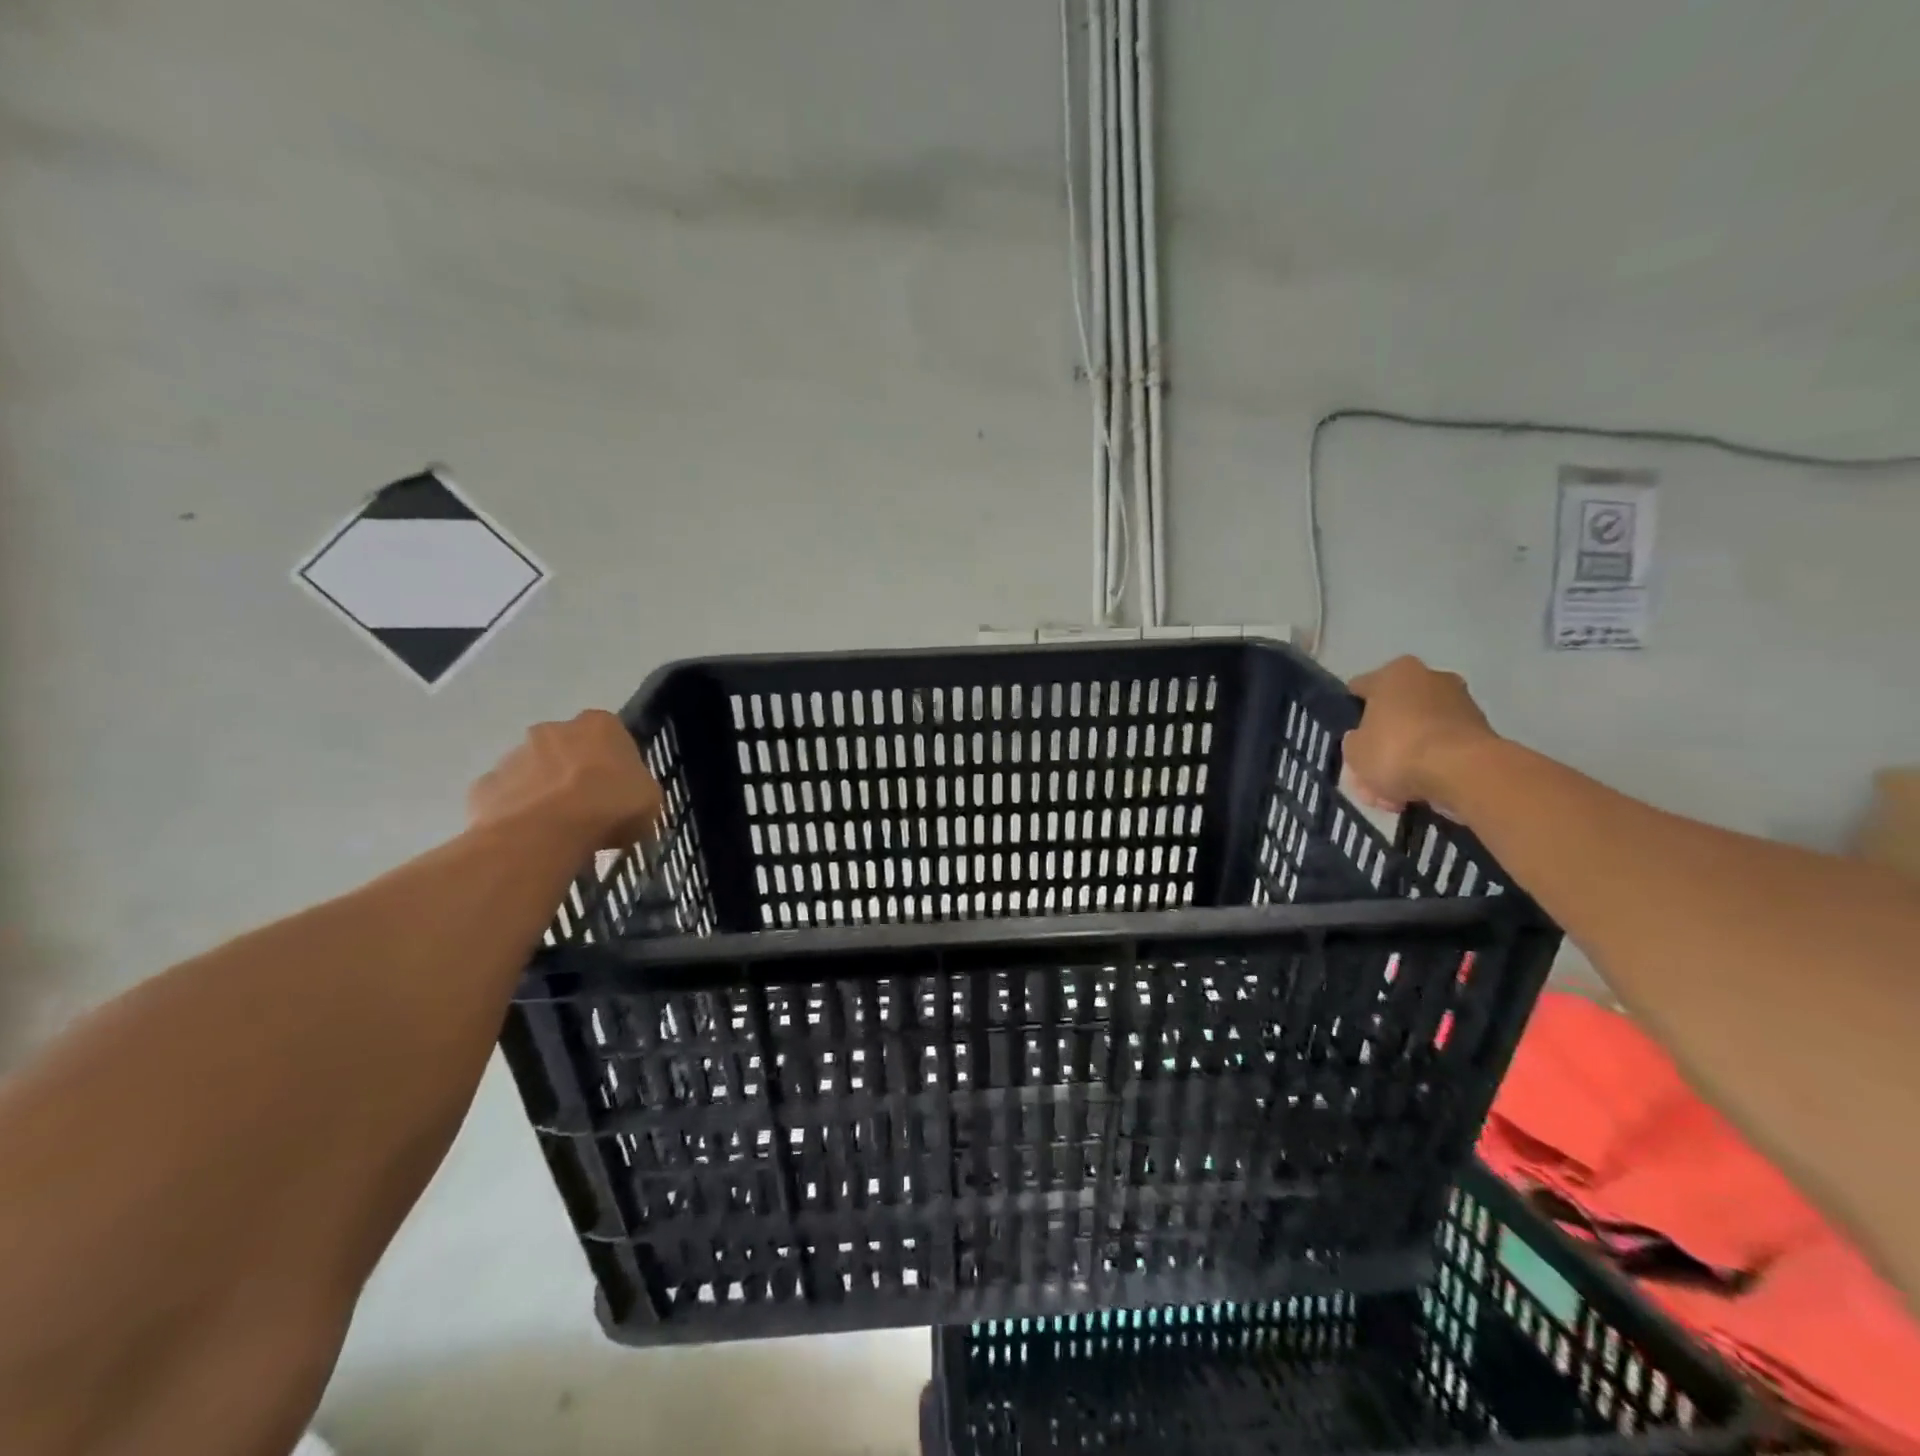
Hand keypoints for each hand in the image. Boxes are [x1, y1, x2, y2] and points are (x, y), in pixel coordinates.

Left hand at [468, 710, 662, 849]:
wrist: (544, 833)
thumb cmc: (609, 807)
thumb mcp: (650, 801)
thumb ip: (638, 790)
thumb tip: (628, 799)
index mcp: (599, 725)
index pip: (611, 736)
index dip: (615, 763)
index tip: (619, 789)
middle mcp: (553, 729)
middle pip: (567, 748)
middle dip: (574, 772)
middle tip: (588, 808)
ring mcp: (513, 755)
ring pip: (533, 771)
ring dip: (544, 791)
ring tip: (557, 830)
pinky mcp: (485, 785)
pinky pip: (506, 798)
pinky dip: (516, 813)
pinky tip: (529, 837)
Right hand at [1344, 656, 1498, 810]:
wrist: (1464, 773)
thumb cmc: (1397, 750)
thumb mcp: (1353, 751)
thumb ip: (1354, 742)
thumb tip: (1364, 740)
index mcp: (1394, 673)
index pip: (1360, 689)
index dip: (1349, 714)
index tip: (1346, 740)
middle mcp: (1430, 678)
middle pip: (1393, 715)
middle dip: (1381, 746)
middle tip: (1370, 777)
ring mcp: (1460, 703)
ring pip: (1418, 735)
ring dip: (1405, 762)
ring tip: (1393, 797)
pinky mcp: (1482, 732)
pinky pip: (1442, 750)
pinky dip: (1430, 769)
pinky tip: (1416, 796)